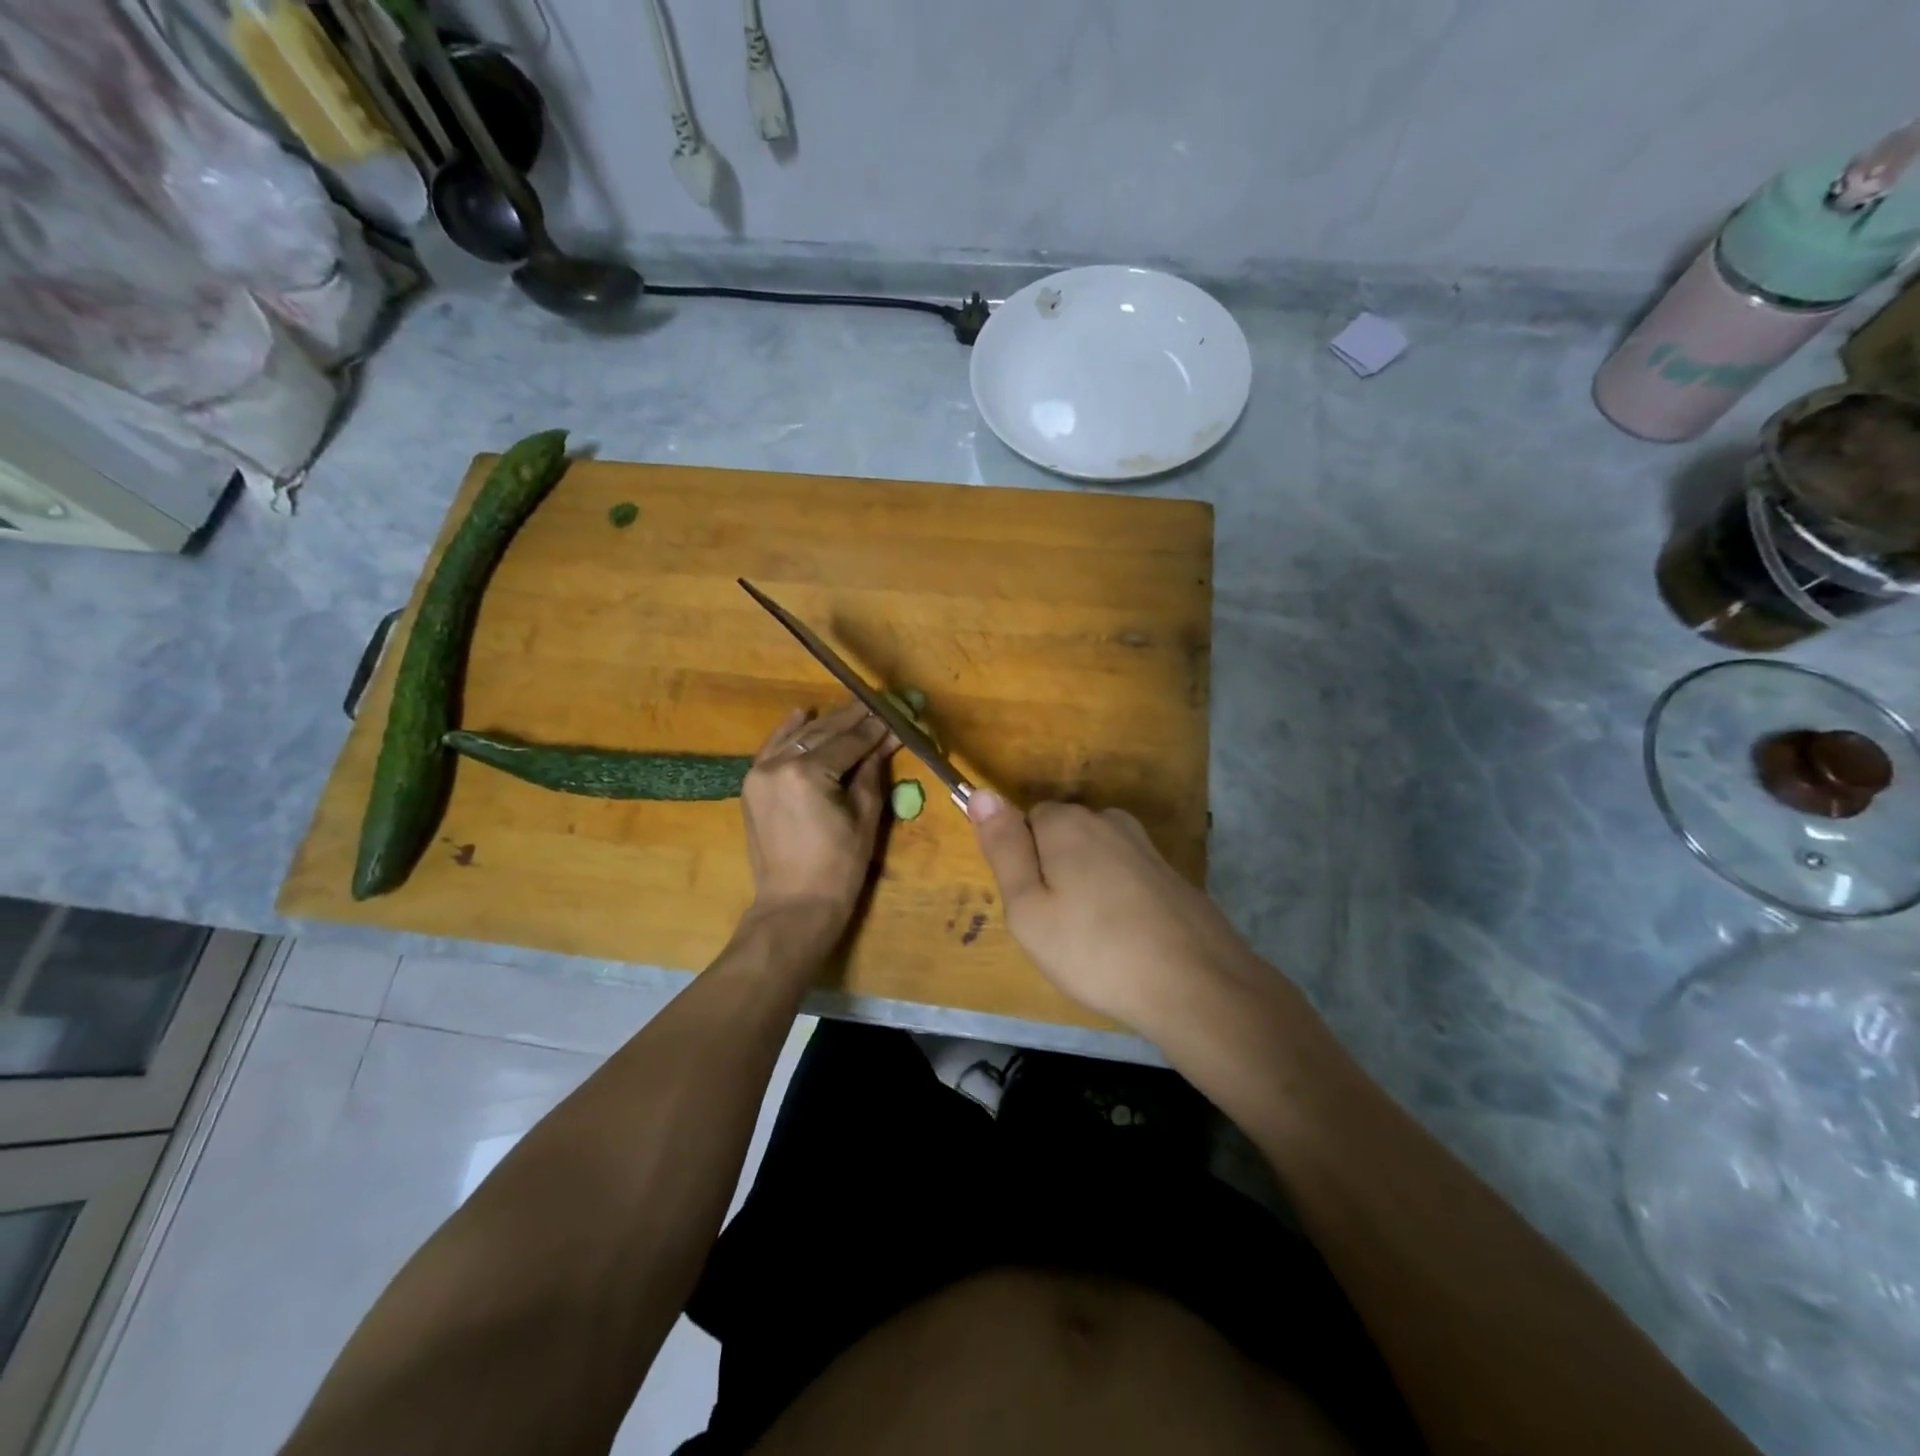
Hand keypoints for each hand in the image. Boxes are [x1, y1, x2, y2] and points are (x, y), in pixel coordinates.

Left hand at [740, 700, 894, 930]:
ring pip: (798, 737)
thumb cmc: (839, 867)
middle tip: (877, 704)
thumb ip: (872, 772)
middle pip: (822, 733)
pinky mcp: (752, 785)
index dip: (874, 729)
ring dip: (825, 723)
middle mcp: (779, 764)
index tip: (894, 714)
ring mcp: (760, 773)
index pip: (849, 742)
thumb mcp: (865, 816)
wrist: (795, 904)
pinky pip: (772, 749)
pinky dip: (787, 731)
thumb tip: (886, 739)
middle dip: (852, 719)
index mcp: (808, 773)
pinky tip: (803, 713)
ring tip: (852, 708)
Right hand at [967, 792, 1258, 1029]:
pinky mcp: (1170, 873)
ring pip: (1095, 856)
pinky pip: (1125, 875)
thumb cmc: (1095, 950)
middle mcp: (1107, 820)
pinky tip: (1126, 937)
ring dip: (1087, 884)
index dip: (1022, 861)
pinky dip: (1118, 898)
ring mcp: (1145, 846)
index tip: (1032, 905)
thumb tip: (980, 792)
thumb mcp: (1028, 908)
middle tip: (1058, 926)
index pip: (1026, 819)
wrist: (1196, 984)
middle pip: (1062, 834)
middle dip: (1054, 869)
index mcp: (1067, 823)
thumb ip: (1003, 848)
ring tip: (1092, 937)